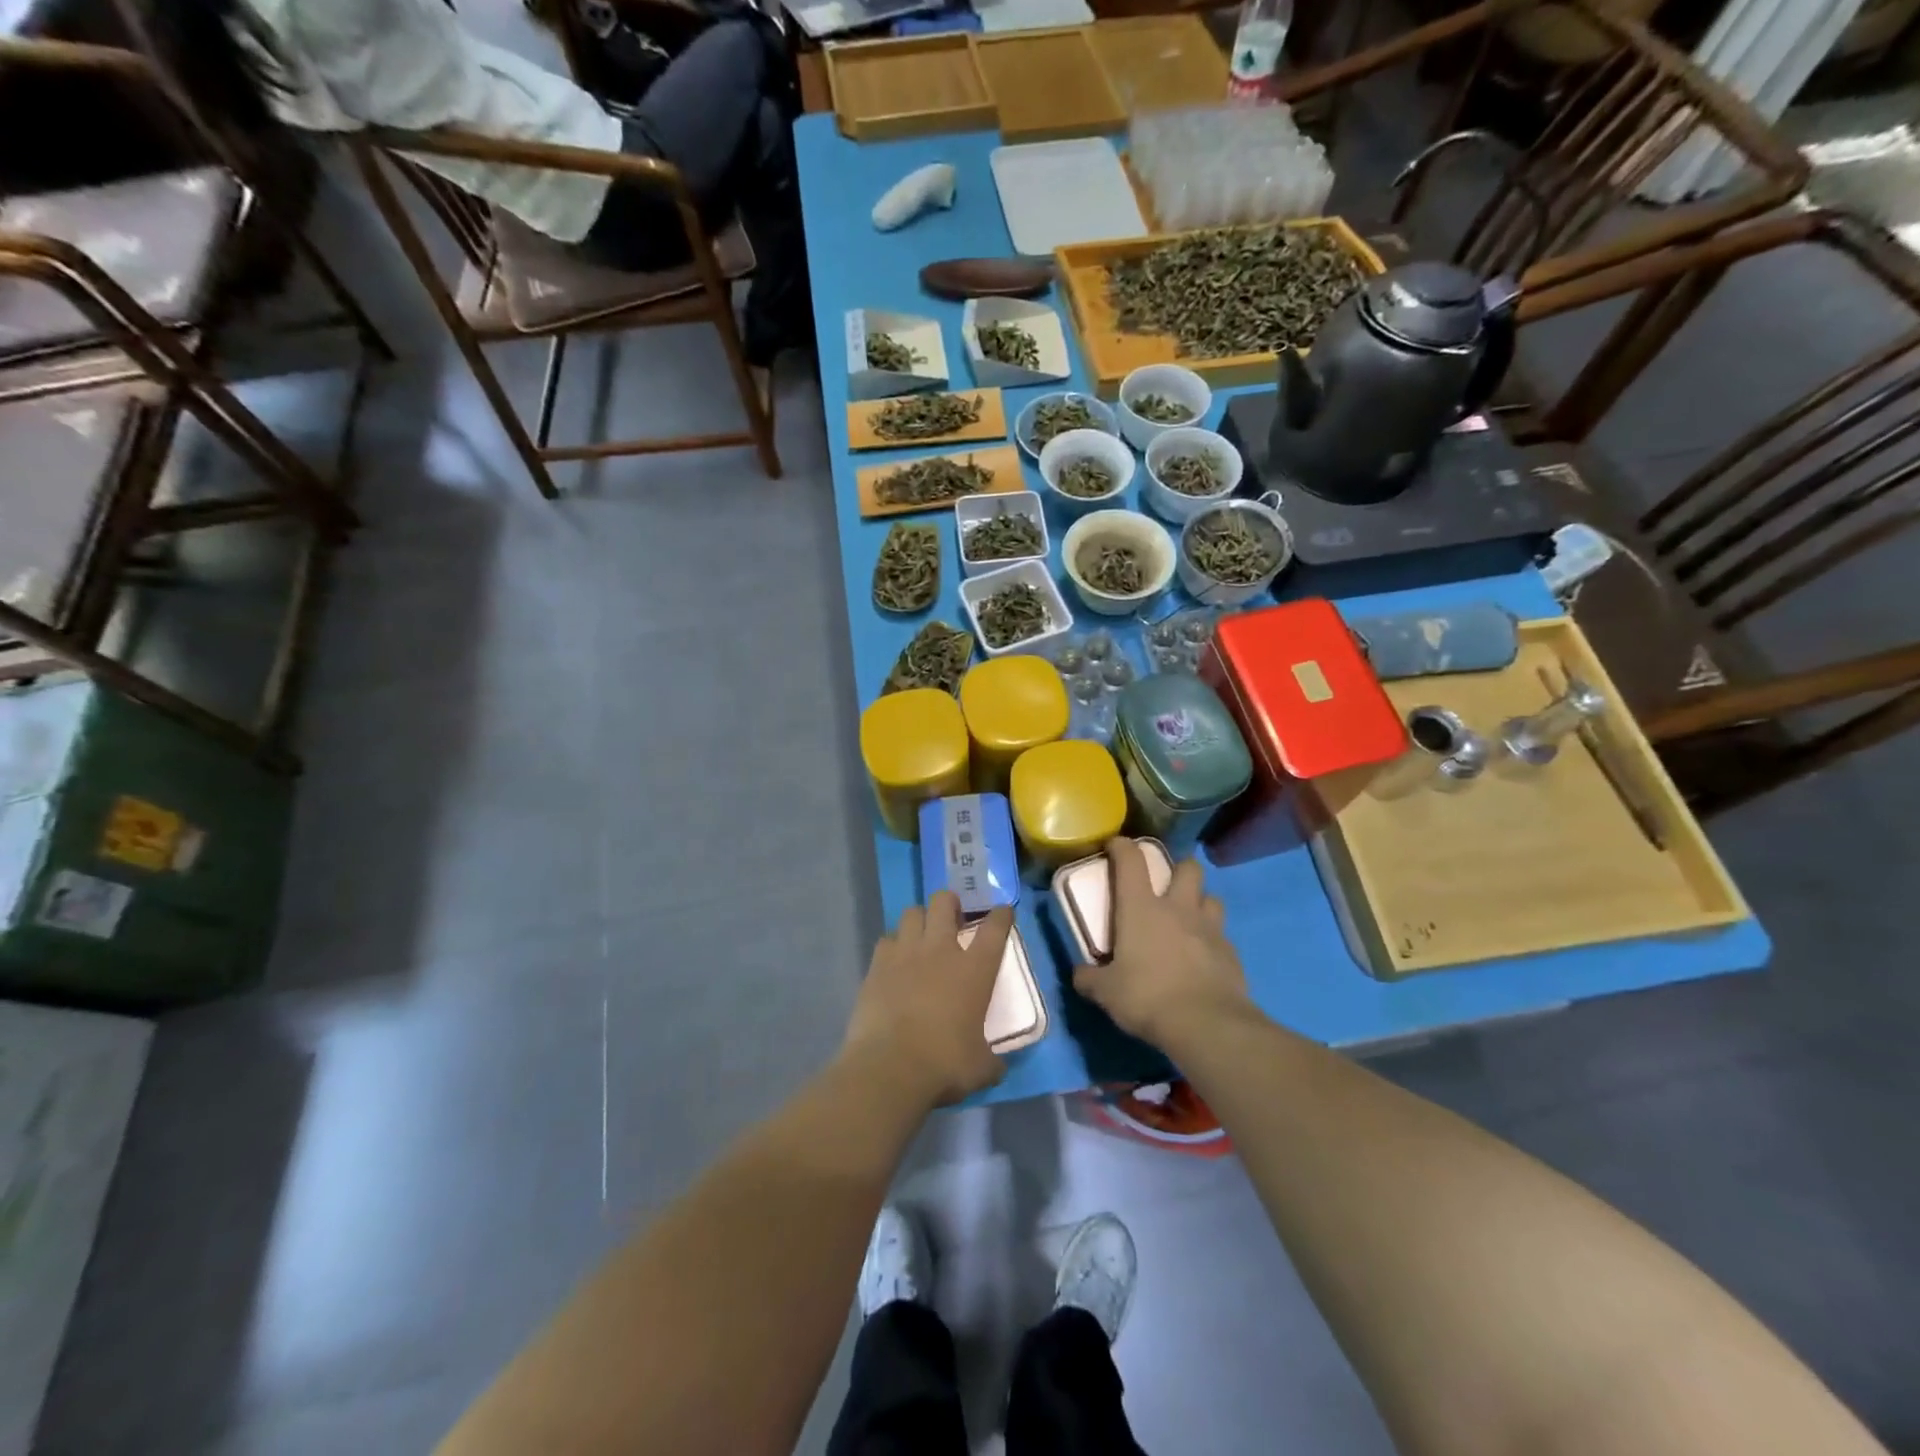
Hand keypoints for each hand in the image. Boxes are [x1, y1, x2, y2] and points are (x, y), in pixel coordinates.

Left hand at [842, 893, 1010, 1108]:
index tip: (1002, 910)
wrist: (890, 1067)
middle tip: (952, 917)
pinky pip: (886, 940)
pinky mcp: (877, 965)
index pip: (994, 929)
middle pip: (944, 903)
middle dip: (950, 903)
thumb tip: (996, 1065)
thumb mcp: (982, 1068)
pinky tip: (894, 961)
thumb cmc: (945, 1064)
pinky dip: (893, 945)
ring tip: (921, 935)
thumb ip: (992, 1059)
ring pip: (912, 912)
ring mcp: (906, 953)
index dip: (1001, 916)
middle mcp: (941, 950)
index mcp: (975, 970)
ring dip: (920, 919)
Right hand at [1072, 838, 1251, 1048]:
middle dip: (1178, 869)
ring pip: (1211, 898)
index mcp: (1141, 908)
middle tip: (1166, 885)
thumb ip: (1090, 978)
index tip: (1114, 844)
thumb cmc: (1147, 997)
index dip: (1122, 846)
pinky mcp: (1231, 953)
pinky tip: (1203, 957)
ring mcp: (1209, 929)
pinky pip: (1222, 935)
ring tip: (1188, 919)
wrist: (1207, 1025)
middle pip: (1187, 868)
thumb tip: (1080, 974)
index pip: (1131, 861)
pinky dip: (1212, 939)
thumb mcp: (1106, 992)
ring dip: (1200, 902)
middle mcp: (1178, 908)